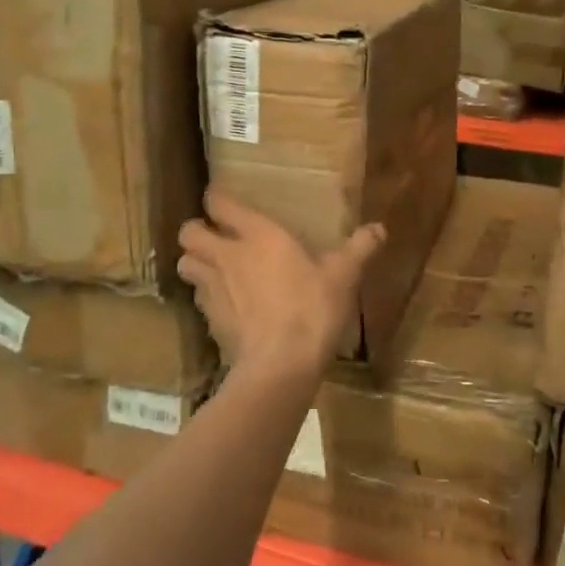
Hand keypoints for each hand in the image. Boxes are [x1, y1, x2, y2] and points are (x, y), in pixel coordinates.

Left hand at [176, 190, 385, 376]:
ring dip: (195, 263)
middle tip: (214, 238)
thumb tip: (379, 228)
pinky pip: (197, 298)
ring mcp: (212, 288)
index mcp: (258, 235)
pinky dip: (206, 297)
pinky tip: (226, 306)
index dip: (217, 200)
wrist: (281, 365)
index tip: (224, 203)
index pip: (219, 203)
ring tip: (214, 270)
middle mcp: (227, 255)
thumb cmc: (313, 308)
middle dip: (197, 232)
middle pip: (188, 232)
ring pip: (185, 264)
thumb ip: (359, 248)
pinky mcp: (209, 320)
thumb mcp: (344, 276)